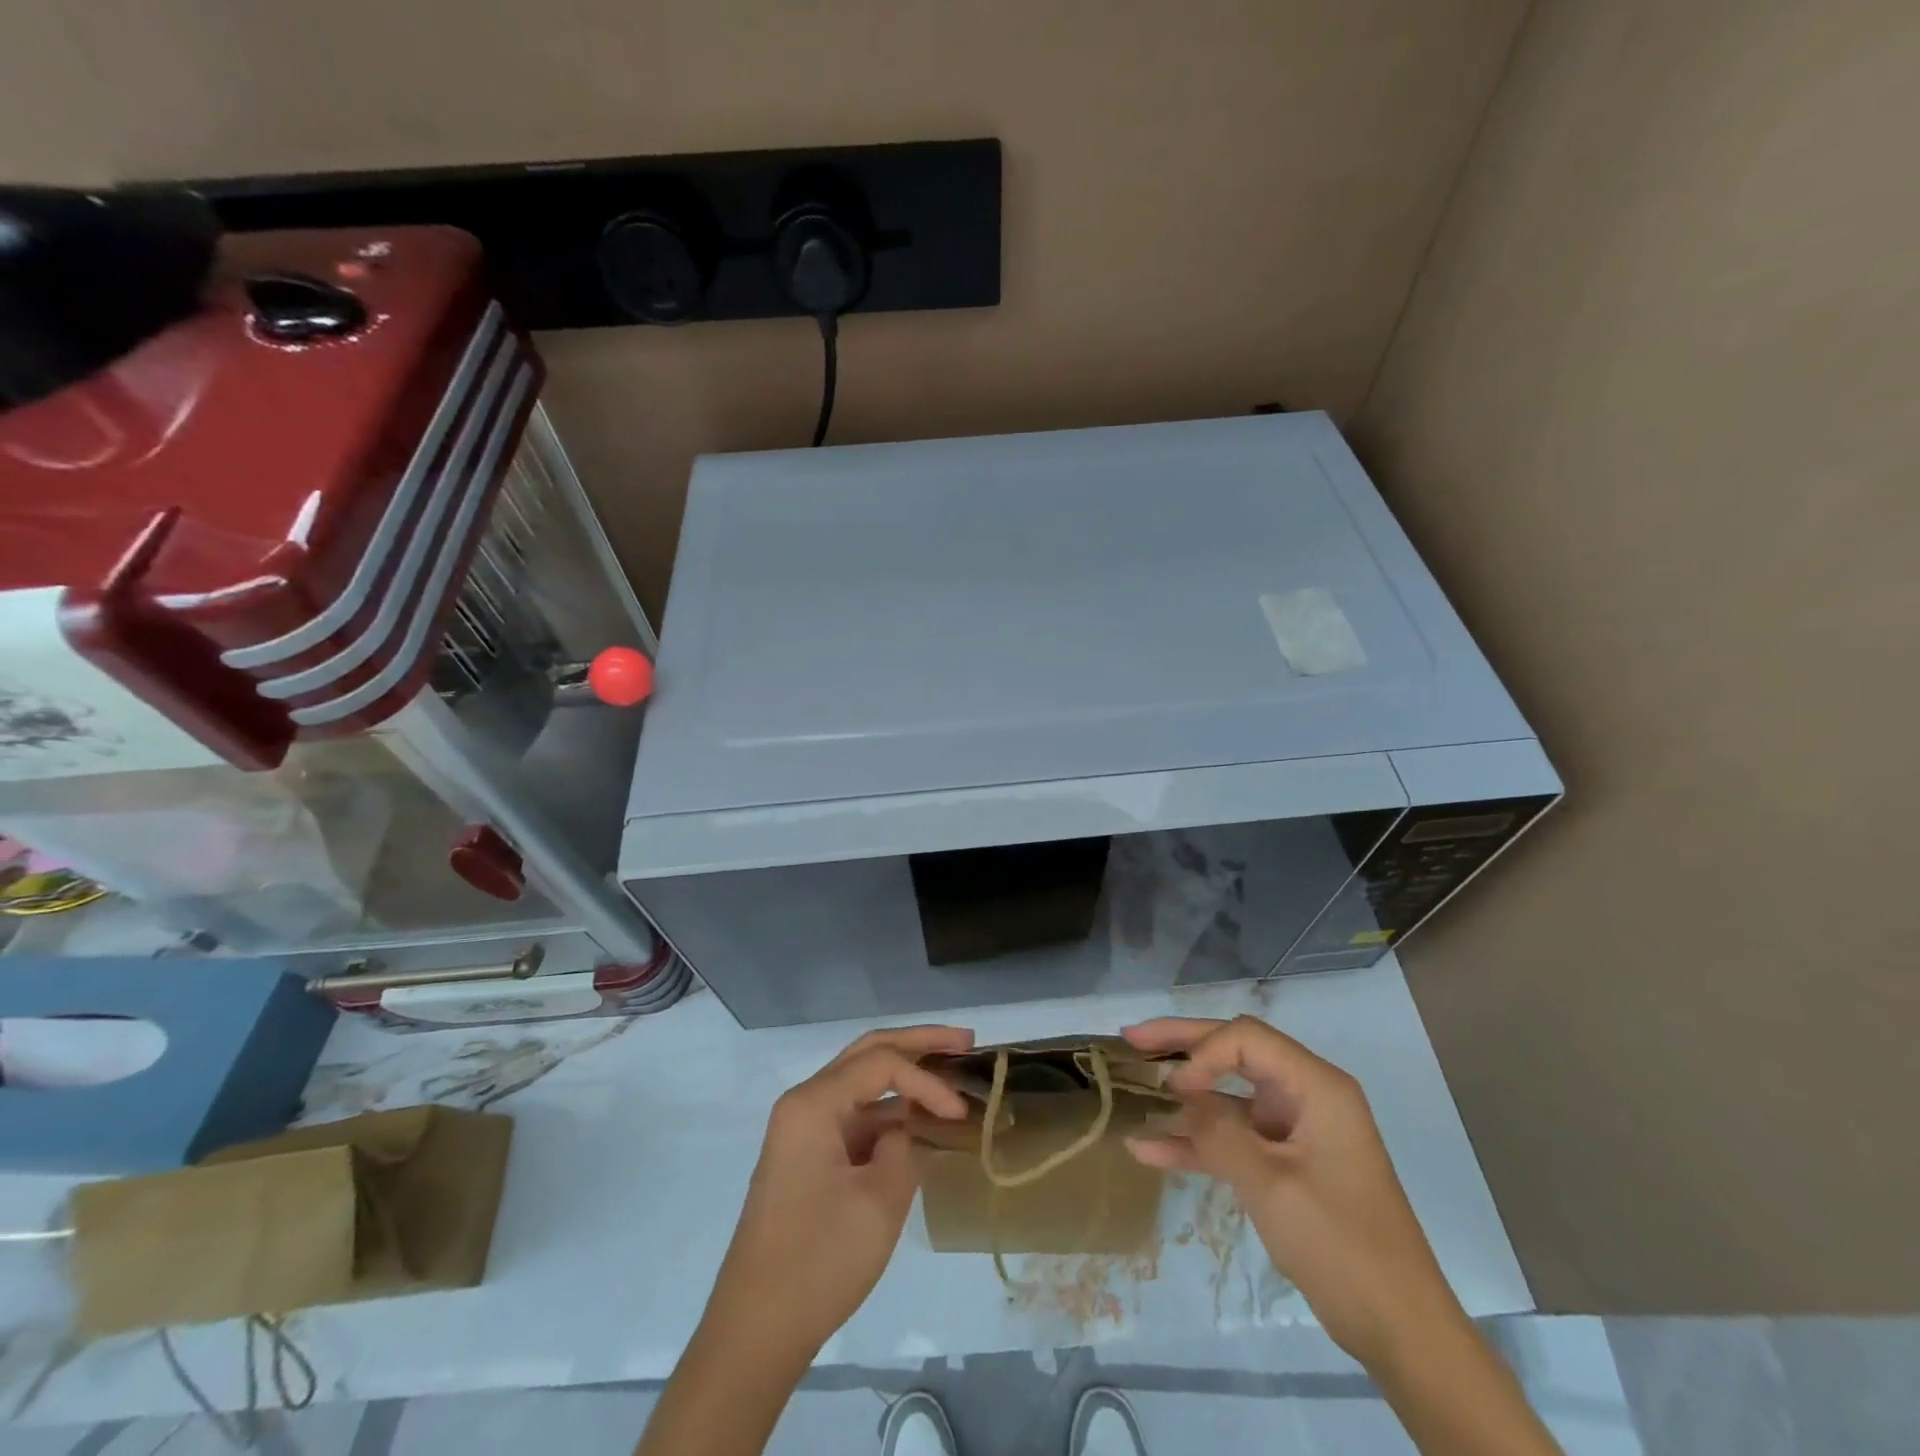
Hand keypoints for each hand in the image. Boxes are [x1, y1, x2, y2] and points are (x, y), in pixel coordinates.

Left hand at [702, 1025, 974, 1363]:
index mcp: (813, 1103)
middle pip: (867, 1053)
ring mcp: (804, 1130)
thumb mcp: (879, 1200)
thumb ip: (904, 1146)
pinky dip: (889, 1111)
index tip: (961, 1113)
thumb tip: (905, 1131)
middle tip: (965, 1040)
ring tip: (950, 1070)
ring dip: (905, 1075)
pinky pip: (855, 1117)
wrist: (756, 1331)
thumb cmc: (818, 1260)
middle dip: (918, 1043)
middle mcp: (804, 1103)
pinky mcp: (809, 1157)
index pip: (882, 1064)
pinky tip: (919, 1118)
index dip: (928, 1081)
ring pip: (861, 1082)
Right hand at [1122, 1015, 1460, 1363]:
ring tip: (1132, 1083)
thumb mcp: (1271, 1185)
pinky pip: (1232, 1140)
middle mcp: (1304, 1096)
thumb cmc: (1342, 1244)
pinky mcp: (1283, 1165)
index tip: (1173, 1088)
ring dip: (1182, 1099)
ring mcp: (1292, 1131)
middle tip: (1131, 1037)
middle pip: (1234, 1053)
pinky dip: (1195, 1144)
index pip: (1246, 1038)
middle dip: (1182, 1046)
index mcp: (1316, 1086)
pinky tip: (1148, 1149)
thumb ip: (1218, 1133)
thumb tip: (1179, 1095)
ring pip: (1227, 1097)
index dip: (1202, 1051)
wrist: (1399, 1329)